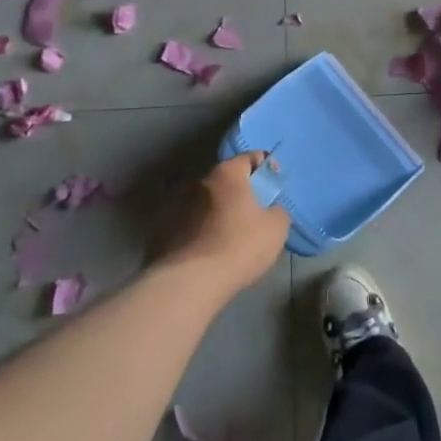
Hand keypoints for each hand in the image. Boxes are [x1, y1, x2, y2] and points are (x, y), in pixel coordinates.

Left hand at [155, 153, 290, 294]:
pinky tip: (210, 250)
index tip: (274, 185)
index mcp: (227, 174)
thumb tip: (270, 209)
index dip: (266, 167)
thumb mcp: (276, 227)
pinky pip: (190, 224)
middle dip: (240, 191)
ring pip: (206, 202)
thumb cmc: (240, 246)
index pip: (250, 157)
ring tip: (230, 234)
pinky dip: (201, 230)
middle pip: (225, 180)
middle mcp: (198, 182)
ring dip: (218, 211)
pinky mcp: (163, 231)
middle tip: (255, 211)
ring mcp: (176, 206)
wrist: (190, 282)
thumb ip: (277, 210)